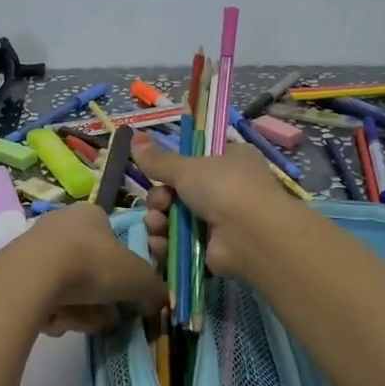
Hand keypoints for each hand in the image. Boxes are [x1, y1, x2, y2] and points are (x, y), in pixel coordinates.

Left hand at [0, 201, 168, 335]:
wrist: (33, 276)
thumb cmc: (92, 264)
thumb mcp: (138, 278)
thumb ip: (154, 290)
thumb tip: (158, 304)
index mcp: (91, 214)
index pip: (114, 241)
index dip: (124, 272)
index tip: (127, 295)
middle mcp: (61, 224)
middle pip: (91, 269)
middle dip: (101, 299)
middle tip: (107, 317)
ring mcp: (35, 248)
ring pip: (69, 288)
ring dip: (80, 310)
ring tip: (81, 322)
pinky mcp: (15, 273)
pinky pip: (44, 298)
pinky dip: (54, 312)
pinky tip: (55, 320)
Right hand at [131, 133, 298, 280]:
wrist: (251, 236)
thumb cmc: (224, 188)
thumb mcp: (187, 167)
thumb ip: (159, 159)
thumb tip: (134, 136)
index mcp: (230, 160)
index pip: (195, 160)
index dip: (172, 168)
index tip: (156, 172)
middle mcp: (227, 189)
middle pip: (178, 192)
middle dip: (160, 198)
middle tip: (160, 203)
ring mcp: (220, 221)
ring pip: (175, 218)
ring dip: (159, 221)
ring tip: (157, 224)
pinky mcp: (212, 249)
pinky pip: (180, 243)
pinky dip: (167, 243)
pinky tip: (159, 242)